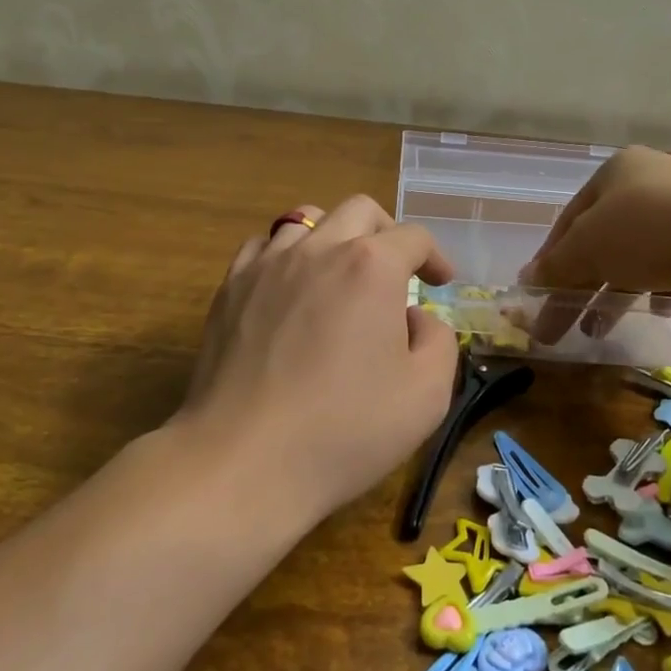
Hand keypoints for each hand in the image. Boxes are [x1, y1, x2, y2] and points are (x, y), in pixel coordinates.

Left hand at [180, 195, 460, 524]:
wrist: (245, 459)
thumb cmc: (345, 429)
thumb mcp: (427, 394)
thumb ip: (438, 340)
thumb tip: (415, 318)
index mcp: (371, 267)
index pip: (413, 237)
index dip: (435, 256)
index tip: (440, 283)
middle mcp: (319, 249)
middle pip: (360, 211)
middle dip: (387, 234)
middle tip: (396, 273)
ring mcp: (268, 264)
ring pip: (307, 219)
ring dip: (335, 238)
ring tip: (341, 276)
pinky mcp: (230, 287)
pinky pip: (263, 246)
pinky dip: (286, 255)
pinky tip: (291, 289)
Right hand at [520, 147, 670, 342]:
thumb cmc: (647, 231)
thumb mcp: (586, 248)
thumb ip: (555, 266)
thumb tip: (525, 282)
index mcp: (617, 171)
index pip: (569, 219)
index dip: (549, 260)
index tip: (537, 297)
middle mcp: (653, 182)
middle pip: (603, 240)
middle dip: (580, 284)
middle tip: (561, 326)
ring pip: (639, 256)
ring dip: (615, 293)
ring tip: (600, 330)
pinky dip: (662, 288)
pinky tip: (660, 308)